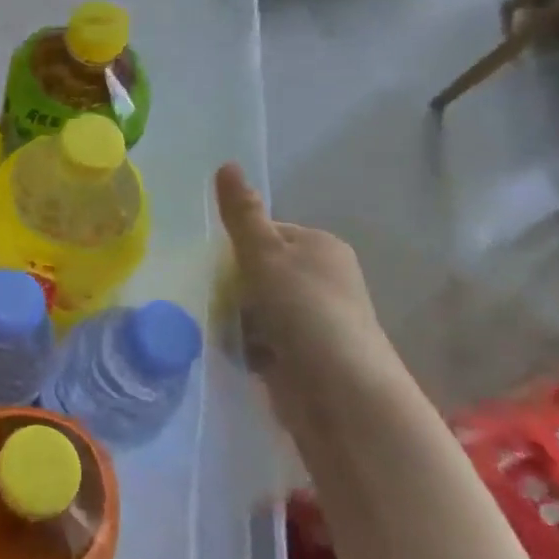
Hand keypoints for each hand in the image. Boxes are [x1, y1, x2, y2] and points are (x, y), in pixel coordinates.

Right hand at [214, 163, 392, 382]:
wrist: (341, 395)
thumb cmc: (304, 311)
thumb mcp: (265, 254)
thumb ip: (242, 214)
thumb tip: (227, 163)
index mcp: (320, 246)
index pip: (264, 232)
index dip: (238, 247)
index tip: (220, 266)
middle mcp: (321, 279)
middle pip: (256, 270)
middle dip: (233, 286)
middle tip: (217, 299)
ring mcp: (313, 320)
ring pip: (255, 307)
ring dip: (236, 318)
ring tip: (224, 330)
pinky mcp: (303, 357)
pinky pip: (260, 340)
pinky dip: (246, 346)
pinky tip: (237, 355)